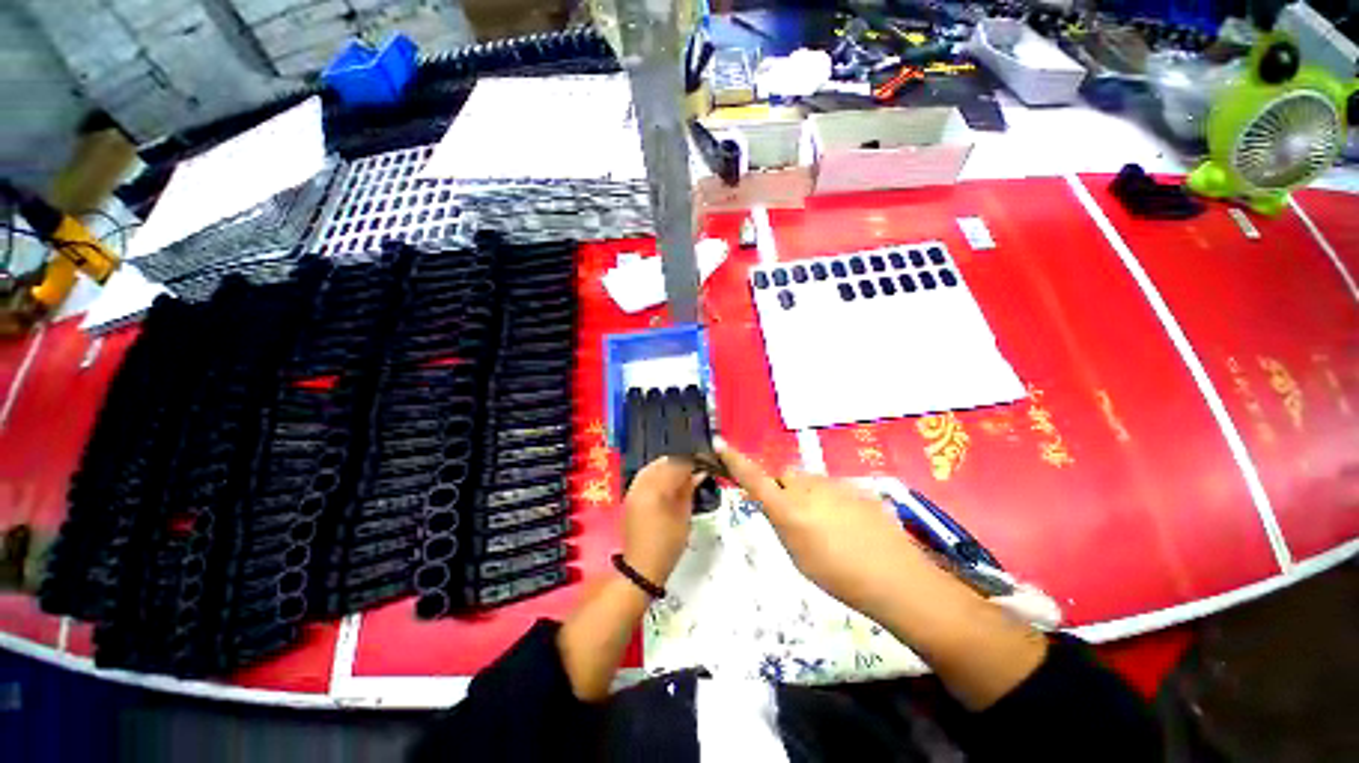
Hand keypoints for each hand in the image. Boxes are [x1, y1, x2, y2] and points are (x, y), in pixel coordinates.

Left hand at [620, 457, 702, 584]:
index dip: (693, 461)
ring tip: (683, 472)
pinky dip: (657, 473)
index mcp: (657, 489)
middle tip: (695, 467)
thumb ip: (689, 490)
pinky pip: (644, 475)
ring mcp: (633, 488)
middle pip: (664, 462)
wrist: (641, 567)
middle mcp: (642, 484)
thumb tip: (699, 472)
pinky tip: (667, 480)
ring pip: (653, 466)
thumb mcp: (684, 517)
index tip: (705, 462)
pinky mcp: (629, 495)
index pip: (677, 464)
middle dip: (680, 462)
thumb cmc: (667, 545)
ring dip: (668, 466)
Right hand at [717, 442, 921, 622]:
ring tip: (830, 526)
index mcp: (789, 509)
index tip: (720, 443)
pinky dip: (832, 500)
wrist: (894, 577)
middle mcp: (808, 488)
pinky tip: (850, 525)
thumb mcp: (798, 556)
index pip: (755, 479)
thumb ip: (782, 523)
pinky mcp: (855, 487)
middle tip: (798, 518)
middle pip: (786, 476)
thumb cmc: (838, 576)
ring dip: (810, 495)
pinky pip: (832, 487)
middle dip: (785, 489)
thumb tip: (775, 505)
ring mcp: (834, 485)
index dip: (736, 462)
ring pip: (810, 481)